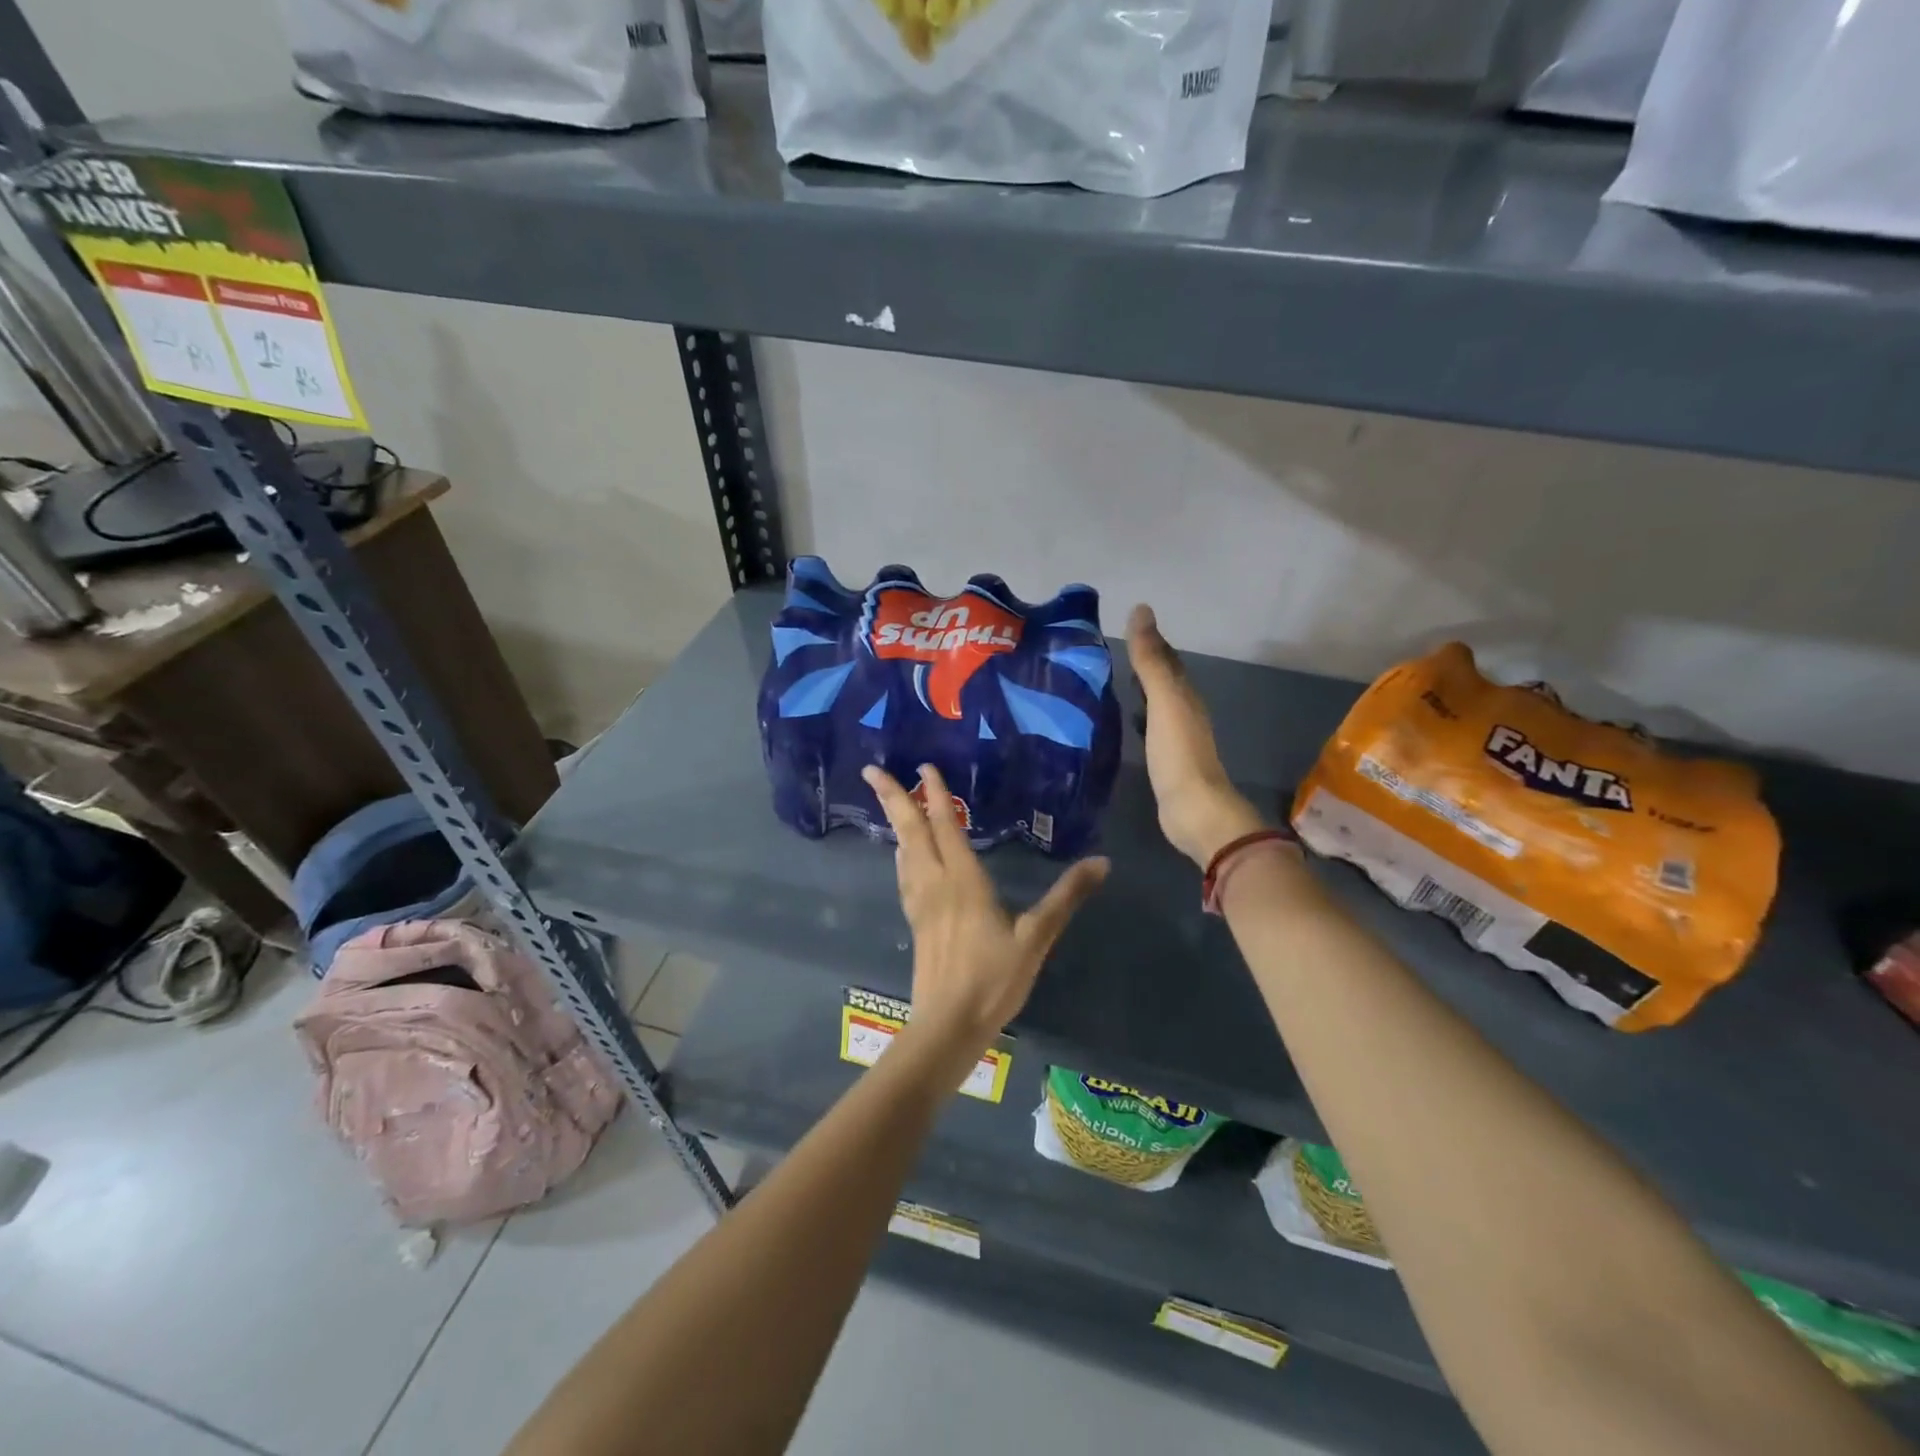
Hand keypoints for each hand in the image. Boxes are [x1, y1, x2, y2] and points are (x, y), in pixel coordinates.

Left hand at [863, 764, 1108, 1061]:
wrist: (949, 1025)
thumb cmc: (993, 979)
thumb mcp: (1036, 938)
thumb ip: (1066, 897)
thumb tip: (1102, 861)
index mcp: (963, 880)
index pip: (946, 825)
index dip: (936, 794)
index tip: (924, 765)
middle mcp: (936, 883)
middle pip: (912, 832)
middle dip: (894, 798)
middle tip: (872, 771)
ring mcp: (921, 904)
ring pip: (904, 852)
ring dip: (895, 823)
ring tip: (889, 803)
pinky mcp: (917, 923)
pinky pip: (905, 876)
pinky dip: (902, 855)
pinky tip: (903, 856)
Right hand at [1126, 605, 1266, 867]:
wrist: (1193, 809)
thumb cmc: (1178, 753)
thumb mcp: (1164, 701)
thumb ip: (1152, 660)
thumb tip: (1141, 610)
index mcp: (1185, 695)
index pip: (1168, 659)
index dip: (1151, 641)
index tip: (1127, 625)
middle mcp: (1185, 712)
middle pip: (1166, 680)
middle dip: (1146, 663)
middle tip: (1115, 649)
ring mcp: (1177, 738)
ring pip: (1158, 703)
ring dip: (1142, 689)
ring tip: (1114, 679)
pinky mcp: (1166, 761)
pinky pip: (1151, 727)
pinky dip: (1139, 715)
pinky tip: (1126, 720)